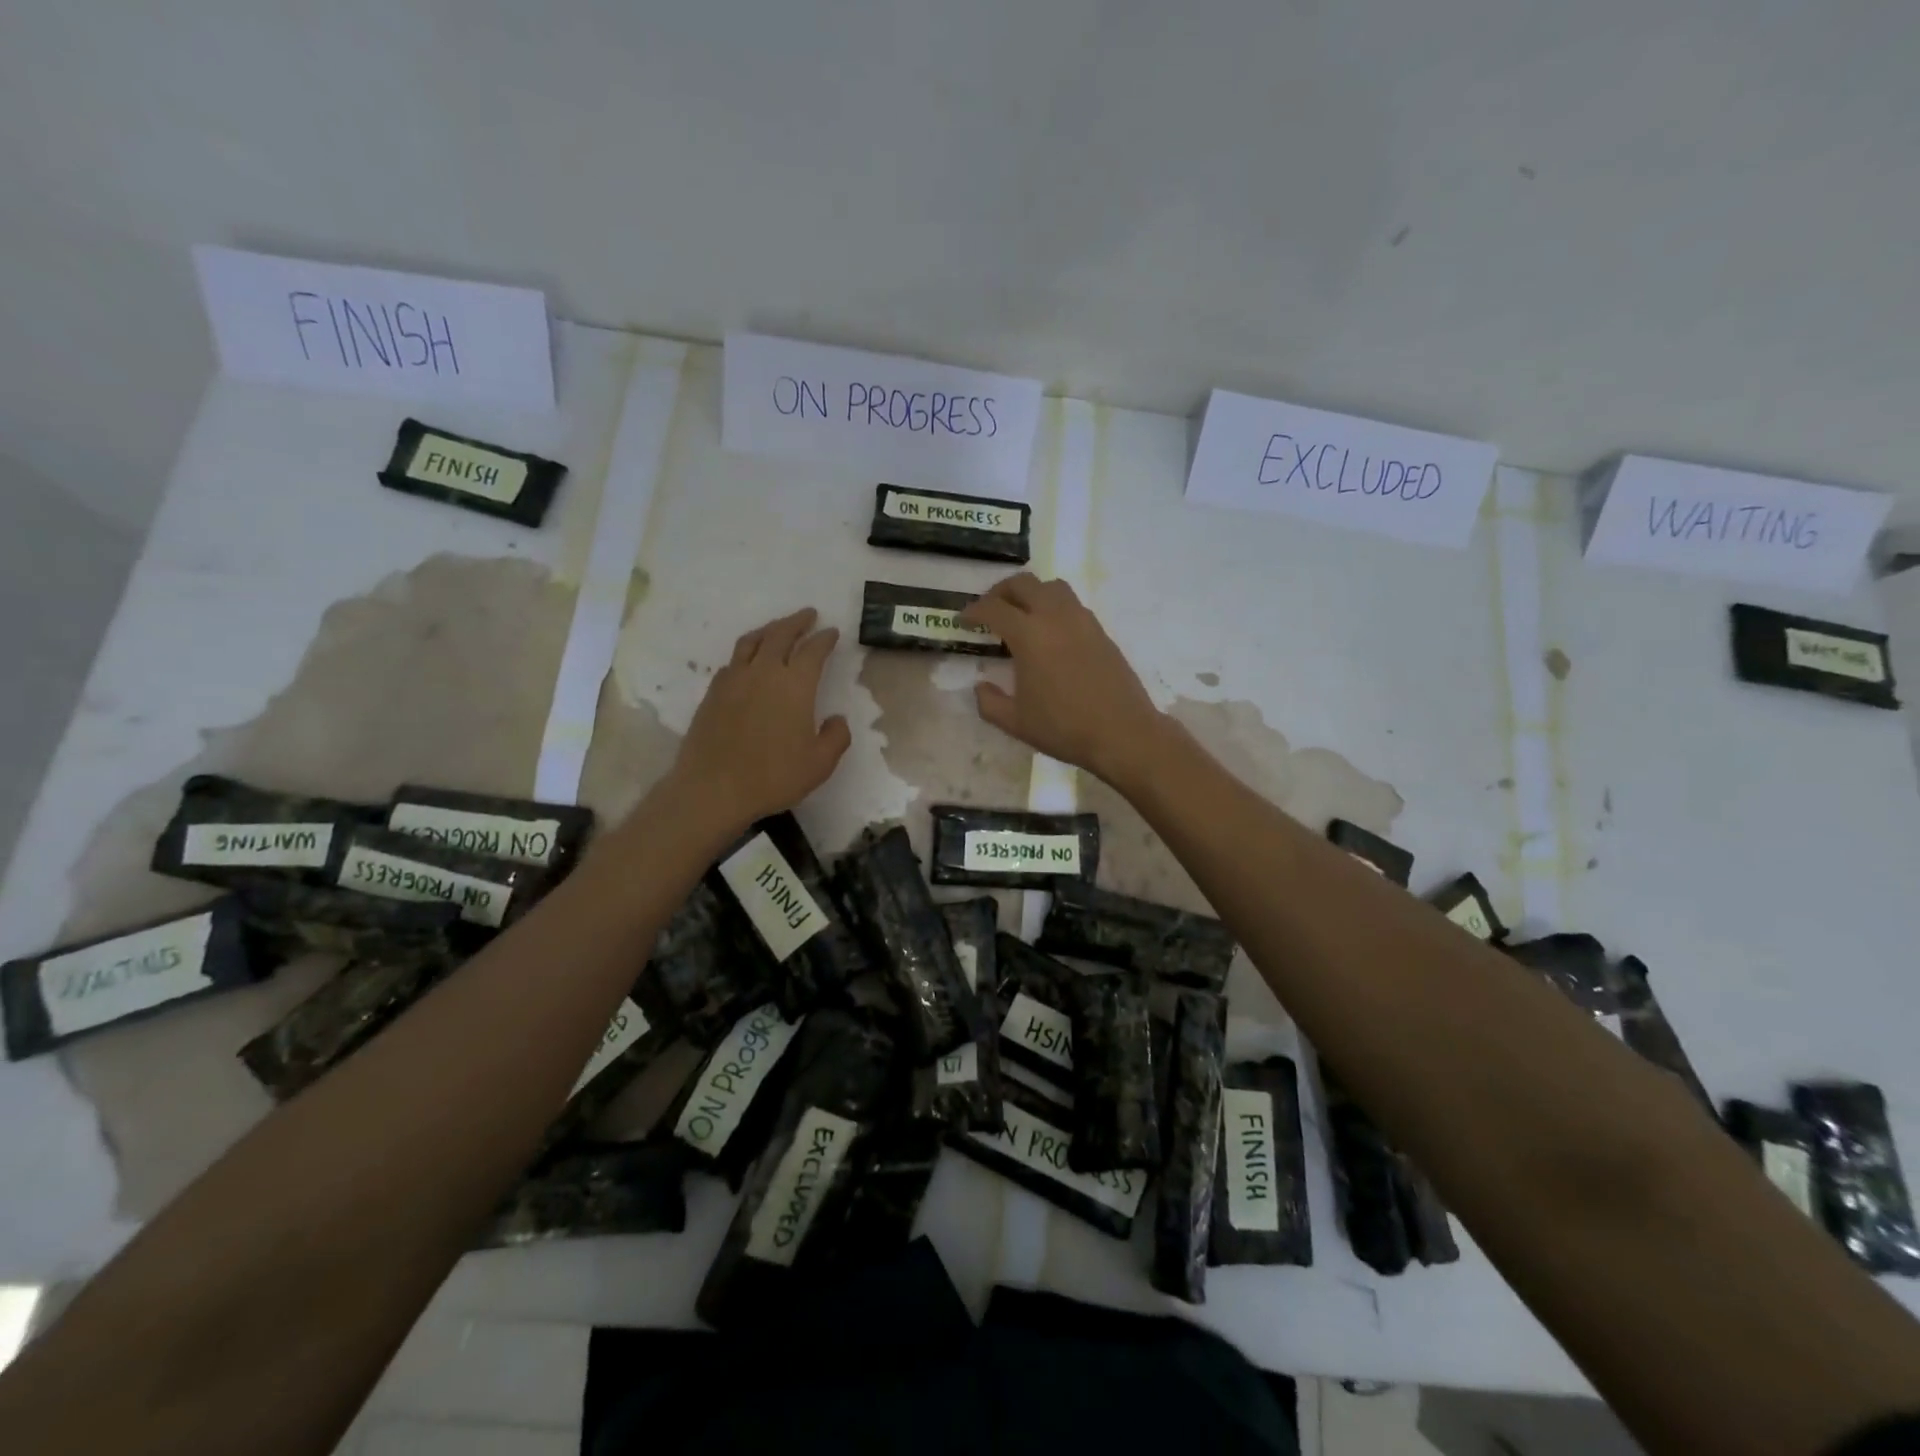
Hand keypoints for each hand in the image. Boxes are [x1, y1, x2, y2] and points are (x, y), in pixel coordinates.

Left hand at [664, 608, 849, 834]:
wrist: (713, 789)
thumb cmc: (773, 776)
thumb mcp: (819, 764)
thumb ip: (836, 737)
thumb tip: (836, 719)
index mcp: (794, 685)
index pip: (813, 651)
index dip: (824, 639)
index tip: (832, 632)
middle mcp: (763, 672)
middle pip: (780, 635)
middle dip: (797, 622)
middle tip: (809, 615)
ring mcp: (734, 680)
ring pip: (752, 641)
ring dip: (769, 630)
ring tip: (778, 628)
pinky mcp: (713, 693)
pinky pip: (733, 661)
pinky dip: (746, 652)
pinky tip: (748, 661)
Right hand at [960, 574, 1165, 784]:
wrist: (1122, 733)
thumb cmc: (1064, 728)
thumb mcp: (1015, 723)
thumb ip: (989, 702)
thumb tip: (981, 686)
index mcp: (1029, 635)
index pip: (994, 608)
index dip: (973, 611)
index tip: (963, 620)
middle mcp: (1055, 617)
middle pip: (1023, 584)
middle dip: (1000, 592)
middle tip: (989, 610)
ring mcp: (1082, 621)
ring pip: (1052, 587)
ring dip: (1030, 593)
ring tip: (1020, 614)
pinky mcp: (1100, 631)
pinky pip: (1071, 604)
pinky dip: (1053, 606)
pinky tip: (1050, 633)